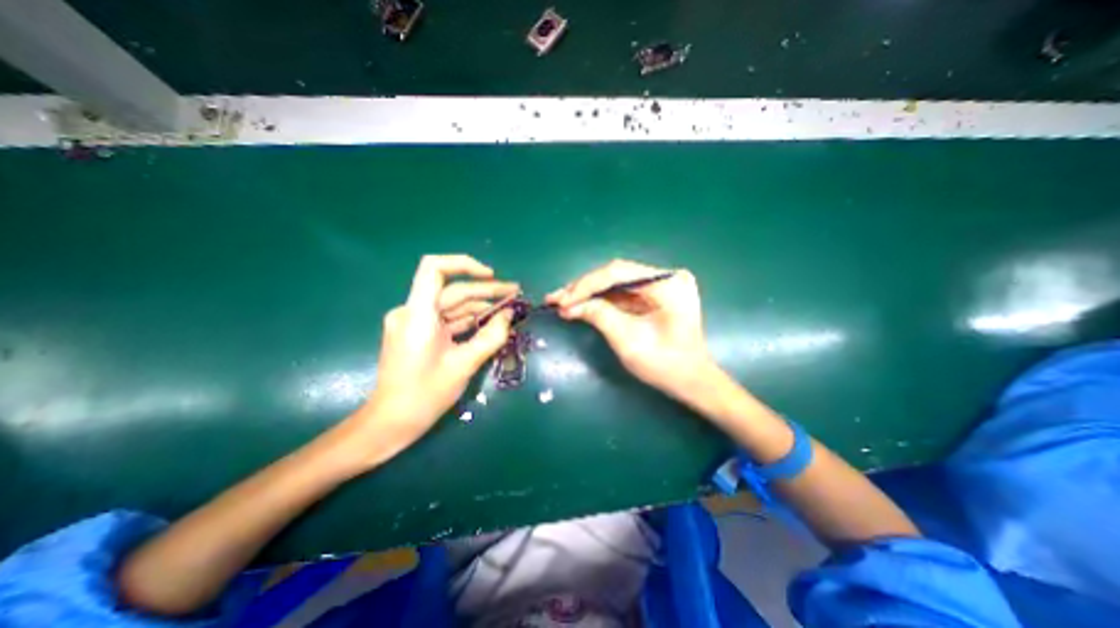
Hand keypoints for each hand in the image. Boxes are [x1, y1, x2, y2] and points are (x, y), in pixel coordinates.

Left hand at [346, 253, 514, 463]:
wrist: (391, 422)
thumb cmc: (425, 395)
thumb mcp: (464, 364)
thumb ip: (490, 336)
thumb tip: (510, 315)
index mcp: (418, 314)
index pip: (434, 268)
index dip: (464, 265)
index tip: (491, 275)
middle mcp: (412, 312)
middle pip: (452, 290)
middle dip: (486, 291)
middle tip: (515, 295)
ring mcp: (414, 323)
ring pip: (452, 306)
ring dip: (480, 306)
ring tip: (509, 308)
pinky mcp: (418, 333)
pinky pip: (447, 319)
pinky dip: (468, 320)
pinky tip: (490, 322)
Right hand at [548, 260, 711, 401]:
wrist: (691, 381)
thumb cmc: (665, 365)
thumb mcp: (628, 341)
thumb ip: (599, 316)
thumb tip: (569, 305)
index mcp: (668, 284)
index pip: (619, 272)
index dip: (587, 285)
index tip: (562, 300)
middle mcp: (666, 277)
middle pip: (616, 275)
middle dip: (584, 288)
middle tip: (556, 299)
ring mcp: (661, 285)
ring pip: (616, 283)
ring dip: (588, 293)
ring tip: (562, 301)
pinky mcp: (654, 295)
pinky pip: (622, 292)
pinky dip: (600, 299)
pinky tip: (579, 303)